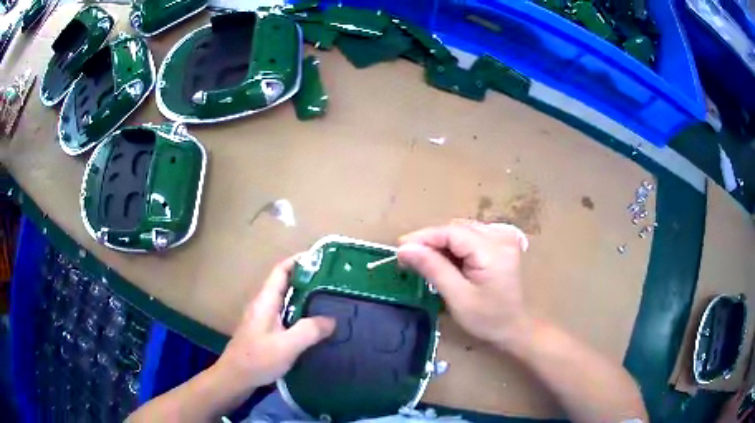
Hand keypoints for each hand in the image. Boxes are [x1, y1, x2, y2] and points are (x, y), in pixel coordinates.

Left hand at [215, 256, 335, 392]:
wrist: (235, 377)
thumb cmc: (258, 359)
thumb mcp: (287, 346)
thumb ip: (309, 331)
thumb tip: (332, 319)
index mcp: (265, 301)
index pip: (280, 271)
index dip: (298, 261)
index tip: (320, 259)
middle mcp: (263, 305)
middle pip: (284, 283)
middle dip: (306, 279)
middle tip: (332, 282)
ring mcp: (262, 318)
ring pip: (285, 300)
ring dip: (303, 297)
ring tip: (327, 300)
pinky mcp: (265, 331)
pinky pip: (285, 314)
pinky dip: (299, 313)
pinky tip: (312, 324)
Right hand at [397, 220, 530, 350]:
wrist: (514, 327)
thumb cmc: (487, 319)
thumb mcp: (457, 297)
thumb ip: (433, 268)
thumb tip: (404, 248)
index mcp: (492, 249)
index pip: (451, 232)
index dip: (423, 238)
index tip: (399, 250)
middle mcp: (500, 236)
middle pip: (456, 229)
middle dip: (430, 241)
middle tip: (408, 259)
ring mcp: (502, 238)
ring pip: (461, 231)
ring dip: (441, 244)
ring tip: (423, 261)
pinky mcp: (501, 243)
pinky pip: (470, 237)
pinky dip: (454, 247)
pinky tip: (444, 261)